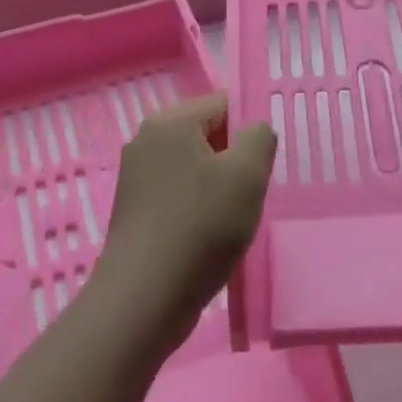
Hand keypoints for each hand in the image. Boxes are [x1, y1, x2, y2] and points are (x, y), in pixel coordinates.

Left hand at [91, 94, 275, 355]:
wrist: (144, 298)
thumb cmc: (201, 226)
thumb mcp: (248, 174)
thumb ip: (260, 137)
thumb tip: (254, 131)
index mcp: (170, 121)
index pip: (224, 103)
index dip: (251, 129)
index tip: (266, 163)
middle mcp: (147, 140)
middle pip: (208, 134)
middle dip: (235, 159)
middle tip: (254, 192)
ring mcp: (136, 176)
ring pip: (195, 166)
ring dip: (219, 187)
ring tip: (234, 218)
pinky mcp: (135, 210)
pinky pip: (178, 193)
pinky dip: (198, 207)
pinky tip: (210, 235)